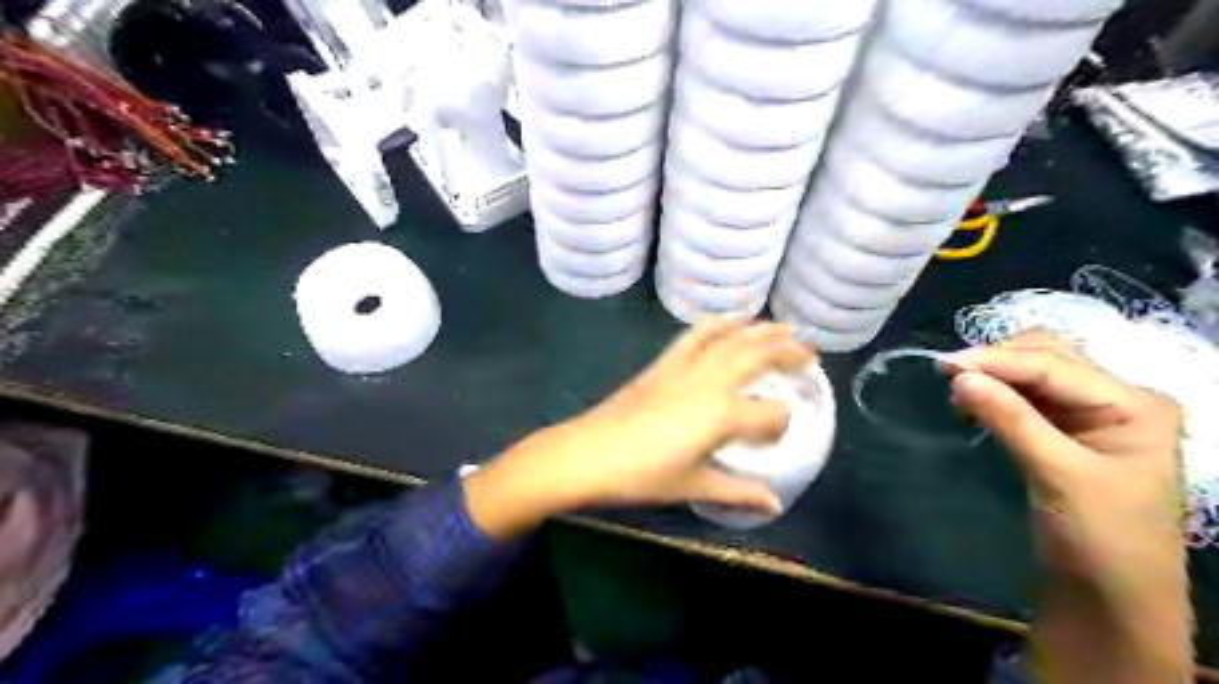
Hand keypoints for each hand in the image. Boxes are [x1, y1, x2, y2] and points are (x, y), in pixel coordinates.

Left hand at [462, 322, 811, 538]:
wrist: (589, 453)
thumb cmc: (642, 476)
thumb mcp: (693, 487)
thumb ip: (738, 493)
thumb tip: (774, 505)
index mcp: (722, 416)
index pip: (770, 413)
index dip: (781, 422)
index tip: (781, 431)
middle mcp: (710, 382)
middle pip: (756, 357)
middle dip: (787, 351)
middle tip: (810, 350)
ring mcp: (685, 367)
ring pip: (730, 339)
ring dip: (759, 329)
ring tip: (782, 325)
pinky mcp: (664, 363)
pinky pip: (696, 335)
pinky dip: (718, 324)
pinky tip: (729, 321)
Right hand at [947, 331, 1187, 587]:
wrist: (1112, 599)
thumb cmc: (1101, 538)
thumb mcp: (1058, 475)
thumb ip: (1010, 419)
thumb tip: (959, 376)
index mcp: (1133, 404)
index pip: (1053, 365)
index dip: (996, 360)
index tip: (943, 364)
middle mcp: (1114, 399)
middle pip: (1047, 356)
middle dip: (996, 361)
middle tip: (950, 378)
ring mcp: (1089, 416)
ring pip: (1032, 373)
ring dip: (993, 376)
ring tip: (958, 395)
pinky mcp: (1063, 433)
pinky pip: (1024, 397)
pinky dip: (995, 394)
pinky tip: (974, 405)